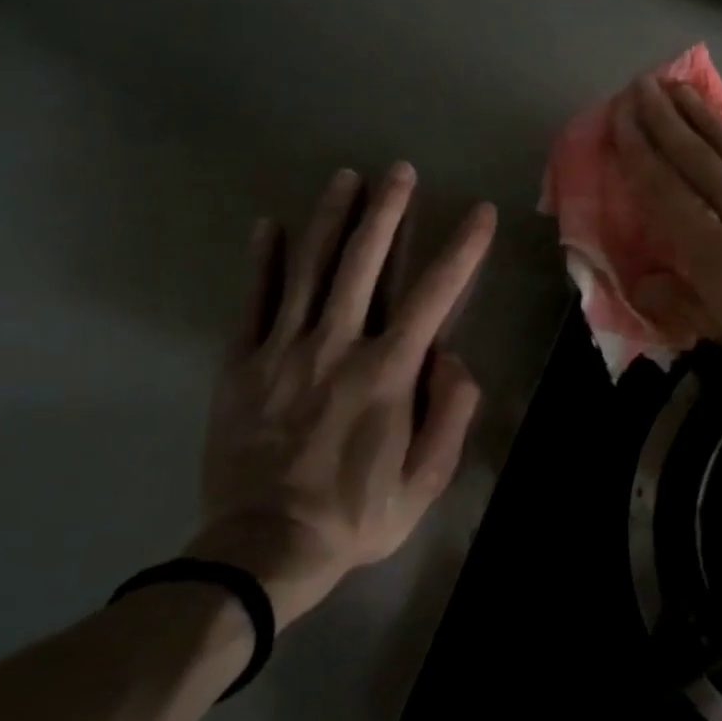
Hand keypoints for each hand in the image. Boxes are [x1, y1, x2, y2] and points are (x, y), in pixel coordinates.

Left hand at [187, 164, 495, 627]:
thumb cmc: (356, 515)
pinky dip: (262, 262)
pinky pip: (253, 303)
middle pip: (364, 263)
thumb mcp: (427, 478)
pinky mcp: (242, 365)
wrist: (262, 550)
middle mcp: (337, 346)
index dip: (462, 249)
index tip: (479, 212)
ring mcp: (283, 351)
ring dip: (331, 219)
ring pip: (309, 270)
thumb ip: (450, 410)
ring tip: (346, 178)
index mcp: (387, 371)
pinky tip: (268, 226)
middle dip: (387, 212)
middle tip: (400, 171)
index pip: (434, 294)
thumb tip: (451, 356)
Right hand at [615, 78, 721, 432]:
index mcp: (719, 258)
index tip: (622, 118)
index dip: (641, 154)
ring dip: (706, 120)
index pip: (668, 195)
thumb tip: (645, 285)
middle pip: (700, 161)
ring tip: (683, 91)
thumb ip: (691, 311)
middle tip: (643, 85)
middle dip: (667, 120)